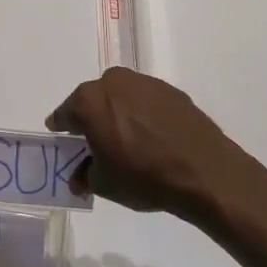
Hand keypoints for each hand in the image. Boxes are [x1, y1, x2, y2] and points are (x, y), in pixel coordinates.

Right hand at [46, 67, 266, 230]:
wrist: (203, 172)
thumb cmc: (143, 177)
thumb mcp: (104, 184)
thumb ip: (85, 175)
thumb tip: (80, 176)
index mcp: (88, 101)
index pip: (64, 114)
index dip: (62, 130)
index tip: (65, 142)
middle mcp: (113, 82)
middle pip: (92, 100)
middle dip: (91, 119)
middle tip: (98, 144)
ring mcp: (145, 83)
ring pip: (120, 97)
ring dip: (118, 114)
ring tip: (129, 142)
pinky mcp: (171, 91)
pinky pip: (146, 101)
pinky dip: (143, 115)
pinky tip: (153, 138)